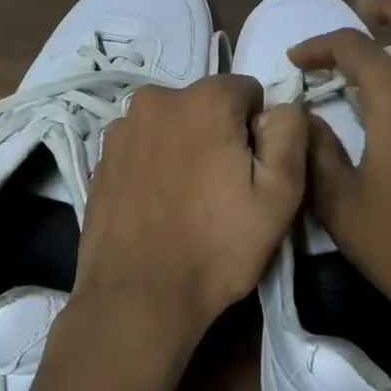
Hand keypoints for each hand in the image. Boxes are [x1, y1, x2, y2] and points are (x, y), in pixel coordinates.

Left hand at [71, 75, 306, 379]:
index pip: (248, 92)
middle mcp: (156, 98)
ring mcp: (121, 128)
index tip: (253, 172)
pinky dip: (156, 164)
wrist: (137, 298)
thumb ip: (290, 132)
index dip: (259, 131)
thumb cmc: (217, 247)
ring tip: (188, 201)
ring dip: (186, 147)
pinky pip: (144, 147)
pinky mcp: (100, 158)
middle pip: (208, 106)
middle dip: (221, 135)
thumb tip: (281, 107)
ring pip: (174, 125)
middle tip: (223, 190)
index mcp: (204, 99)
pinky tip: (158, 206)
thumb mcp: (280, 194)